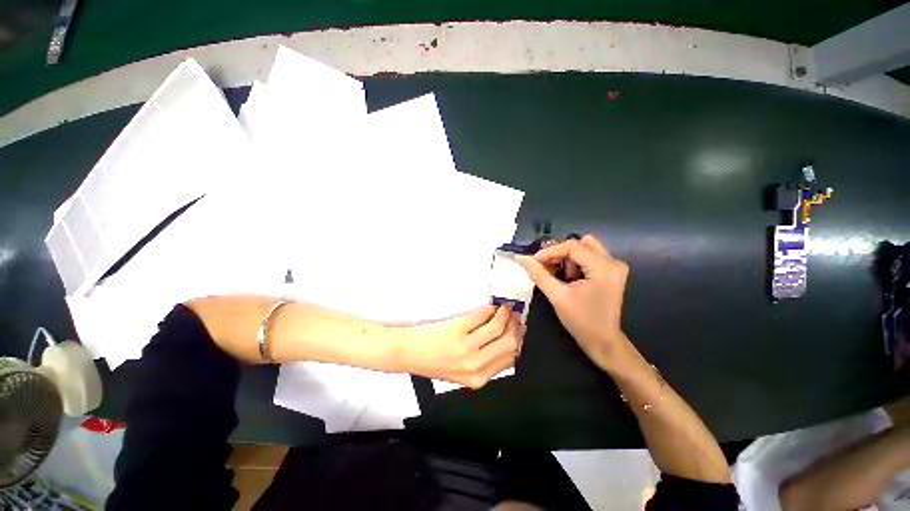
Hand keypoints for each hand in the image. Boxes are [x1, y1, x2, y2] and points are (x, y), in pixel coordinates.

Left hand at [397, 306, 523, 388]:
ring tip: (504, 307)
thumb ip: (485, 363)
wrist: (408, 352)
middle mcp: (476, 365)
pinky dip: (490, 309)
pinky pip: (482, 316)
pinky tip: (491, 306)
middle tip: (515, 315)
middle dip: (516, 326)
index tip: (519, 329)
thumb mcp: (462, 372)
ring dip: (505, 314)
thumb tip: (506, 340)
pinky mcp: (458, 329)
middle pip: (510, 343)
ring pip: (499, 327)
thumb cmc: (433, 361)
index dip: (518, 341)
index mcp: (479, 378)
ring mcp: (467, 347)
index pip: (511, 358)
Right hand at [516, 235, 629, 370]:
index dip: (549, 251)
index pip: (572, 246)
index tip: (532, 261)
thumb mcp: (557, 296)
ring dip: (567, 258)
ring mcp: (614, 267)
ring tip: (557, 275)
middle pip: (580, 244)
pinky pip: (589, 257)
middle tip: (544, 267)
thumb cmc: (581, 321)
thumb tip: (521, 258)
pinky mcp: (611, 272)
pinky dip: (574, 263)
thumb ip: (538, 274)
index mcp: (603, 267)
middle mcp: (613, 262)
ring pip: (584, 249)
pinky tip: (567, 277)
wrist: (603, 342)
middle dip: (559, 254)